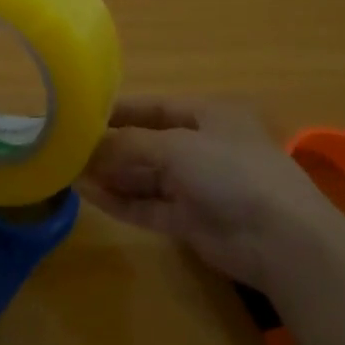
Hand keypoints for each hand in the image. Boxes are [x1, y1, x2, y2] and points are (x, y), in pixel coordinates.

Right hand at [76, 98, 344, 290]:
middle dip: (110, 146)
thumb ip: (129, 144)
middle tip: (66, 148)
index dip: (119, 110)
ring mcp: (195, 185)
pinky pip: (147, 205)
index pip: (155, 107)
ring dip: (111, 174)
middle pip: (146, 142)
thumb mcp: (176, 146)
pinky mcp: (189, 220)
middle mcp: (201, 146)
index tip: (80, 114)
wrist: (279, 238)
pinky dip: (120, 200)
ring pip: (144, 176)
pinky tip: (88, 195)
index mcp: (207, 115)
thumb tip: (88, 147)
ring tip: (68, 171)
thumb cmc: (230, 171)